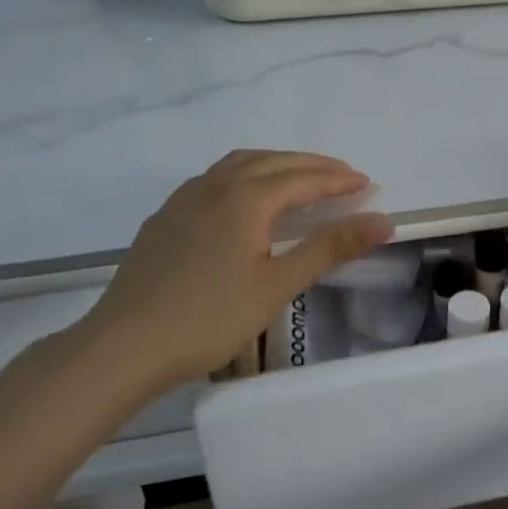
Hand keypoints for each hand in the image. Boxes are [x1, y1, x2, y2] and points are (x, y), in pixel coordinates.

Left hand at [71, 150, 391, 395]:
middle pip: (273, 162)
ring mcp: (184, 199)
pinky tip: (245, 200)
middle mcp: (215, 186)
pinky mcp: (165, 217)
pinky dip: (245, 175)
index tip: (367, 184)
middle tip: (343, 178)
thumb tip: (384, 221)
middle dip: (312, 166)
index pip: (304, 179)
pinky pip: (215, 179)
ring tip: (300, 179)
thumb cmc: (209, 318)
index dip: (338, 181)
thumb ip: (330, 248)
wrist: (123, 347)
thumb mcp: (278, 285)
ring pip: (239, 164)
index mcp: (246, 198)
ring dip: (277, 164)